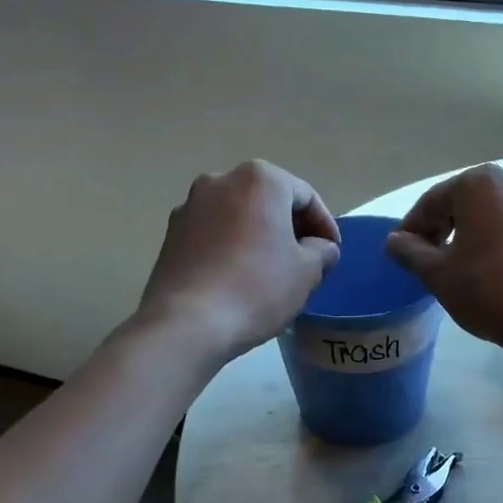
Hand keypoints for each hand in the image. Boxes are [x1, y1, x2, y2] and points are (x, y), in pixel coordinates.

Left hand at [137, 161, 341, 362]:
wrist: (186, 323)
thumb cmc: (257, 288)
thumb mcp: (307, 272)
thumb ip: (322, 251)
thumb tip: (319, 248)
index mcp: (260, 179)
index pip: (306, 197)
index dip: (325, 226)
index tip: (331, 253)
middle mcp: (221, 180)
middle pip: (269, 200)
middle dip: (290, 227)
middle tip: (305, 260)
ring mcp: (190, 205)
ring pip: (239, 215)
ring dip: (259, 235)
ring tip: (271, 270)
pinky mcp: (171, 233)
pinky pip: (213, 232)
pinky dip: (231, 246)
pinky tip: (239, 277)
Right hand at [385, 165, 502, 357]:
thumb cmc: (491, 290)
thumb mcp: (439, 274)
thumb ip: (410, 252)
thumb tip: (394, 240)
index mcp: (479, 184)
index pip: (432, 202)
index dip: (411, 228)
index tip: (398, 252)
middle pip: (462, 203)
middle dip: (440, 229)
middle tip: (424, 260)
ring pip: (490, 216)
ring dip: (468, 236)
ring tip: (455, 267)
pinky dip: (496, 243)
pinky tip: (490, 271)